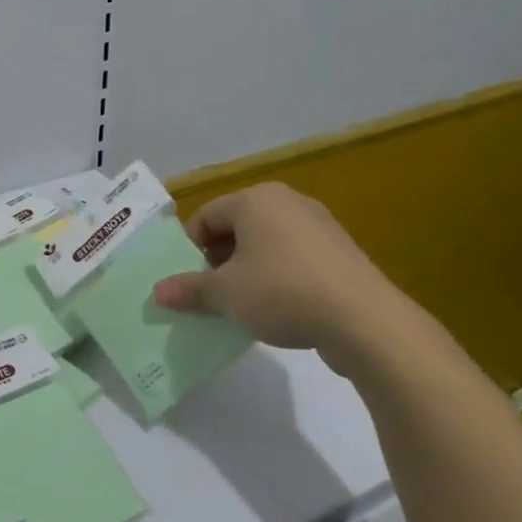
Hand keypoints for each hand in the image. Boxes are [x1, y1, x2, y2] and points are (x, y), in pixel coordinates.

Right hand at [151, 182, 424, 379]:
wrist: (364, 321)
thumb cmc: (282, 292)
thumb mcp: (226, 294)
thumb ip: (190, 289)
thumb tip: (158, 292)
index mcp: (255, 200)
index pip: (206, 216)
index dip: (189, 248)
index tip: (186, 280)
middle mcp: (287, 202)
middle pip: (236, 227)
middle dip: (218, 260)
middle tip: (209, 293)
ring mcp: (319, 226)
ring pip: (266, 244)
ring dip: (247, 270)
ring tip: (241, 304)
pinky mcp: (340, 253)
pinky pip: (294, 258)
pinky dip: (278, 277)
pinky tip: (277, 309)